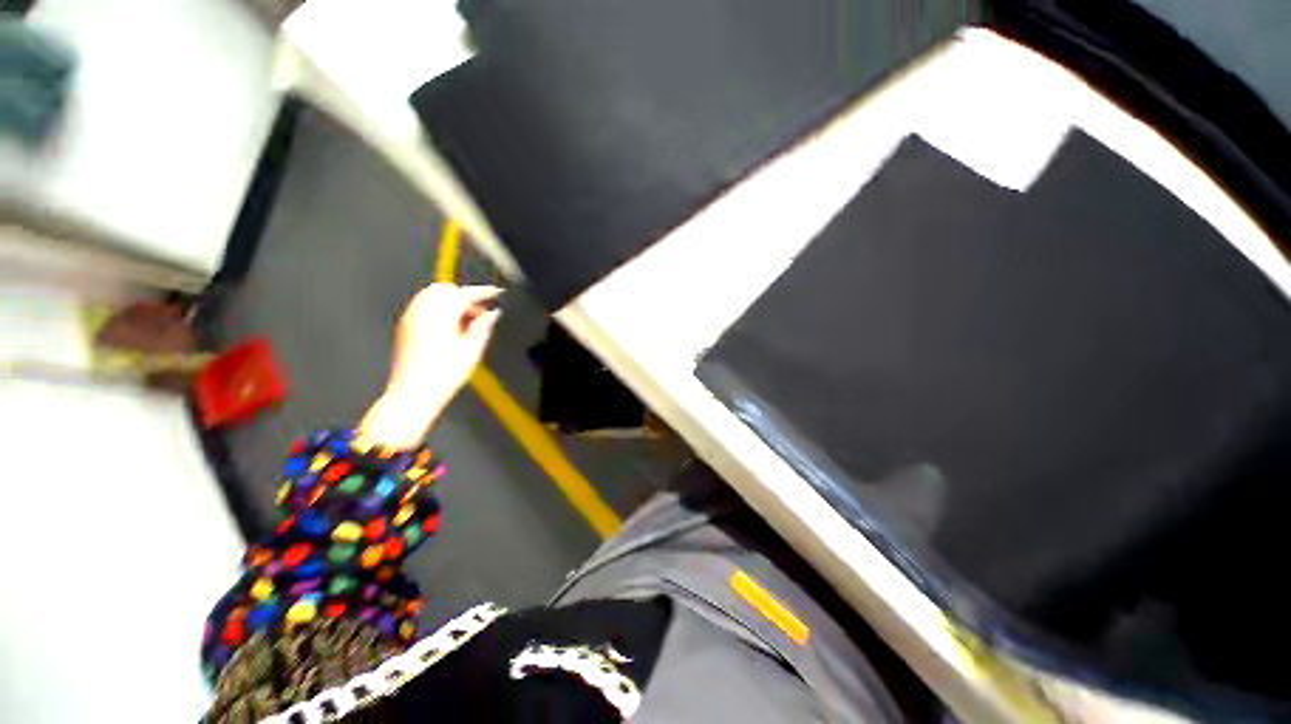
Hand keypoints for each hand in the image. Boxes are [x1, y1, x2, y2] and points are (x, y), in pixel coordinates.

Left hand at [358, 283, 502, 448]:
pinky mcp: (405, 325)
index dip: (484, 291)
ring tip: (466, 321)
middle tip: (480, 311)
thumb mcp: (473, 349)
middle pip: (446, 288)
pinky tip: (449, 326)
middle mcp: (422, 309)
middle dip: (464, 294)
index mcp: (442, 312)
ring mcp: (410, 316)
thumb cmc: (445, 373)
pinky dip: (438, 308)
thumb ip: (484, 326)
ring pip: (432, 295)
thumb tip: (492, 313)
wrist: (414, 392)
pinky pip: (423, 305)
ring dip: (451, 301)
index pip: (466, 293)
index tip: (496, 292)